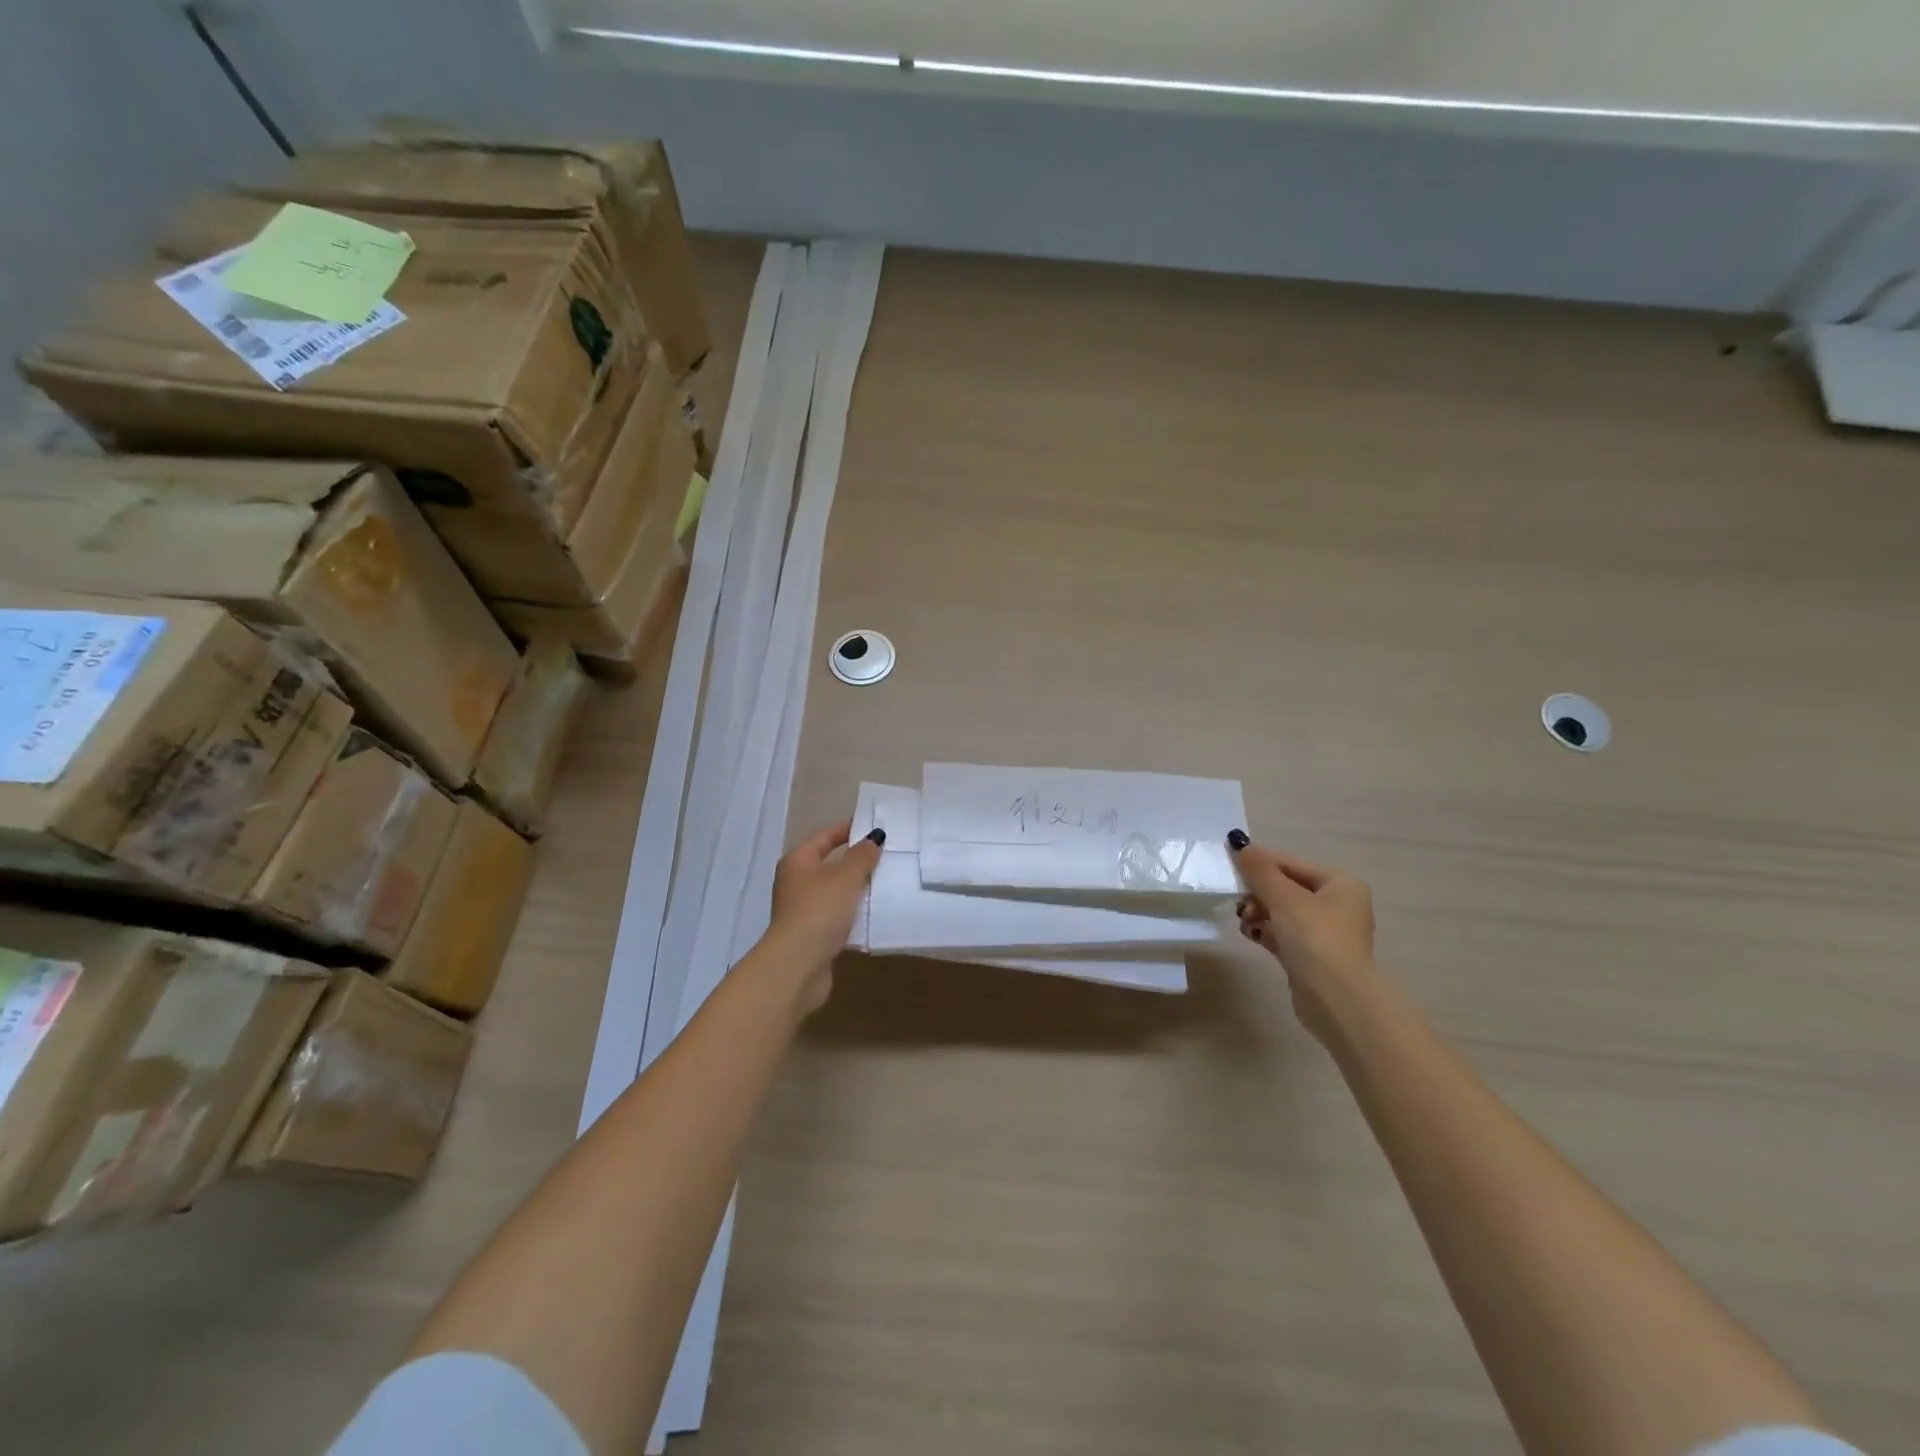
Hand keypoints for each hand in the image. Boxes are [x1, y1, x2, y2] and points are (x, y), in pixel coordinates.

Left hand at [766, 820, 883, 1012]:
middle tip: (886, 853)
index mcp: (797, 862)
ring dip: (856, 887)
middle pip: (829, 863)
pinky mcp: (813, 934)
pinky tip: (874, 911)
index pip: (825, 836)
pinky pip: (837, 914)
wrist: (798, 965)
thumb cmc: (820, 911)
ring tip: (886, 880)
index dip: (848, 828)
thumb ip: (862, 855)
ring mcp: (803, 910)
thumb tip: (874, 837)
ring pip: (834, 891)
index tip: (874, 825)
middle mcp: (796, 883)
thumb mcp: (845, 877)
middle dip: (856, 859)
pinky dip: (854, 911)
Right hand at [1229, 835, 1376, 1042]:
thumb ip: (1259, 869)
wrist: (1336, 1000)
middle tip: (1239, 902)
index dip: (1260, 863)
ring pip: (1282, 911)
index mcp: (1340, 884)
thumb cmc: (1314, 939)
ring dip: (1259, 912)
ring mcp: (1326, 932)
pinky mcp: (1313, 956)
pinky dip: (1266, 931)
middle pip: (1286, 887)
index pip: (1291, 863)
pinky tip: (1252, 935)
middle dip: (1258, 893)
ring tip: (1246, 922)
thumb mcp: (1283, 897)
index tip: (1230, 867)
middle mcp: (1338, 905)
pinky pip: (1283, 933)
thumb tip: (1238, 841)